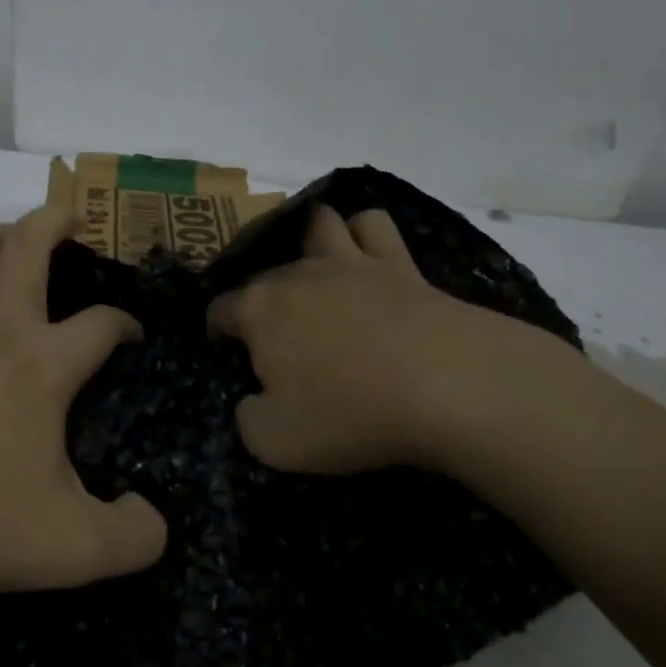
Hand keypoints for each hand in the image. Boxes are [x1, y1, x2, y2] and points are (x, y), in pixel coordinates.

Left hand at [0, 205, 167, 617]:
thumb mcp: (72, 550)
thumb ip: (132, 539)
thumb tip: (153, 521)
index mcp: (40, 365)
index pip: (101, 323)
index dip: (127, 324)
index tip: (135, 339)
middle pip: (25, 245)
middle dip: (55, 219)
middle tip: (75, 218)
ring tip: (15, 241)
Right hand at [206, 205, 596, 475]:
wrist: (447, 385)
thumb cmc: (350, 413)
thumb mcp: (275, 441)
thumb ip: (248, 419)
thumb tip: (253, 400)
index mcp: (259, 310)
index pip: (220, 310)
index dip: (218, 331)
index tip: (229, 354)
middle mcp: (296, 274)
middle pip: (265, 273)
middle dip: (262, 299)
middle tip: (281, 339)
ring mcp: (349, 262)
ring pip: (319, 225)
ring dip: (311, 242)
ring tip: (318, 273)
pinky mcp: (399, 263)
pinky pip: (373, 225)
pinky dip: (364, 234)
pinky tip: (367, 255)